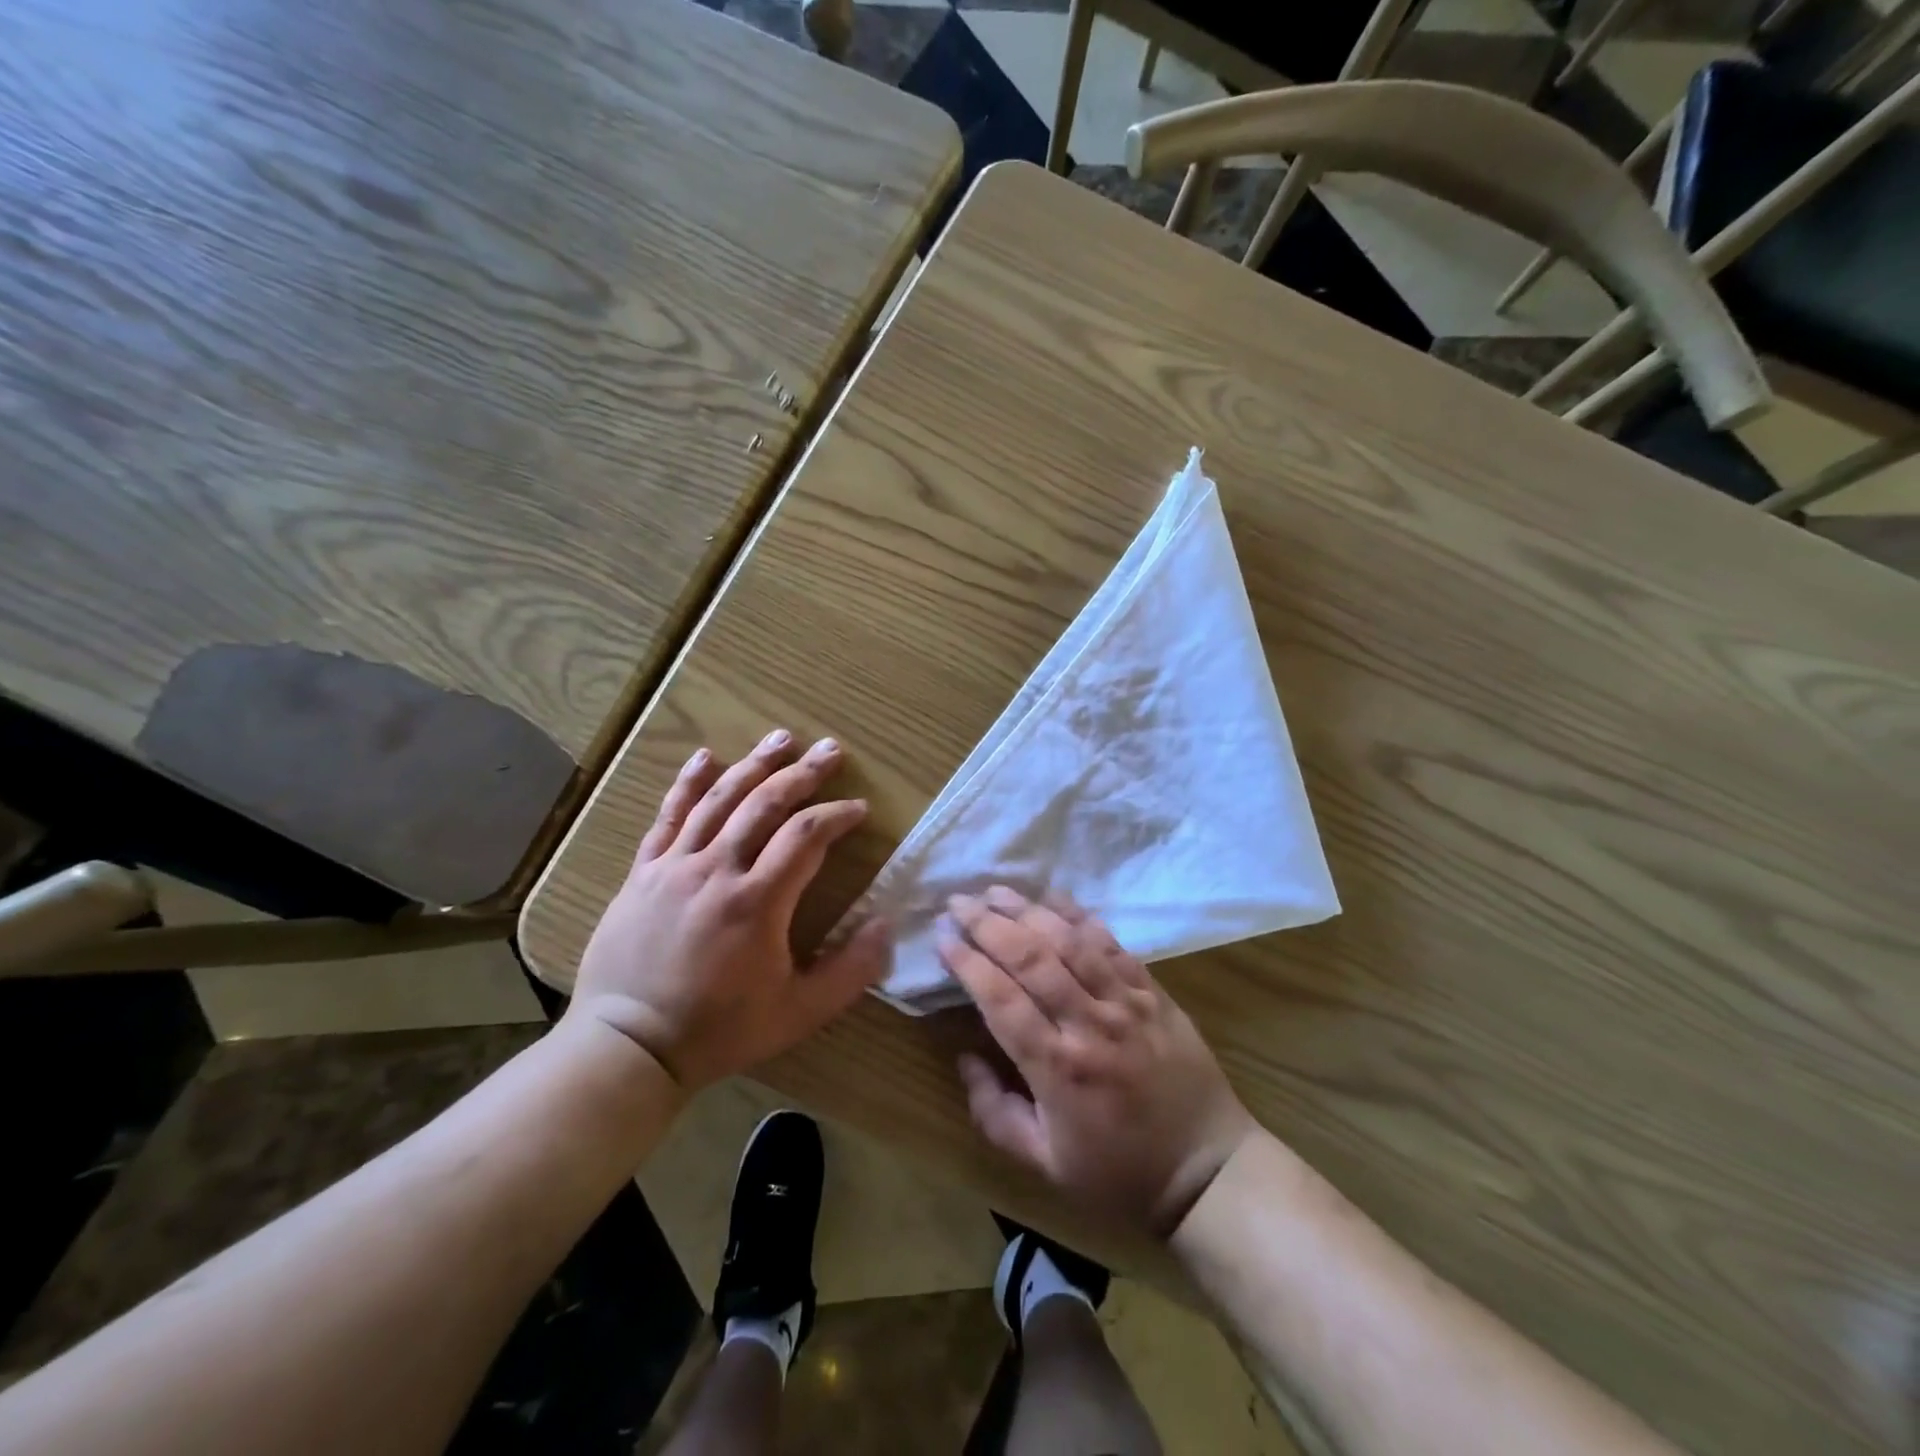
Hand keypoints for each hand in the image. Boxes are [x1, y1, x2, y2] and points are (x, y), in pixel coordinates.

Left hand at [569, 730, 889, 1089]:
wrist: (628, 1046)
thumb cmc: (720, 1030)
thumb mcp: (799, 1012)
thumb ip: (851, 970)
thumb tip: (887, 923)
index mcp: (757, 902)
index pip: (806, 836)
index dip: (837, 816)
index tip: (859, 810)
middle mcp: (716, 870)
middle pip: (765, 803)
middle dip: (803, 773)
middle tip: (830, 750)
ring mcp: (675, 866)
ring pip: (719, 798)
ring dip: (754, 764)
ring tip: (782, 737)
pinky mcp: (644, 872)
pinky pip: (668, 816)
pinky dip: (688, 783)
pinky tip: (705, 756)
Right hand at [941, 887, 1255, 1238]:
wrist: (1208, 1170)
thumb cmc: (1119, 1172)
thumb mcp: (1045, 1164)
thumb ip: (994, 1114)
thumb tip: (965, 1057)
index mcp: (1058, 1068)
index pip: (1001, 999)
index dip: (967, 963)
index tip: (942, 938)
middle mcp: (1089, 1024)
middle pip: (1031, 959)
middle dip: (989, 924)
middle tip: (957, 903)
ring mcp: (1125, 1002)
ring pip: (1070, 941)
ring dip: (1028, 910)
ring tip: (995, 890)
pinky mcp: (1152, 992)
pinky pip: (1112, 943)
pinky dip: (1080, 916)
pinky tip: (1054, 896)